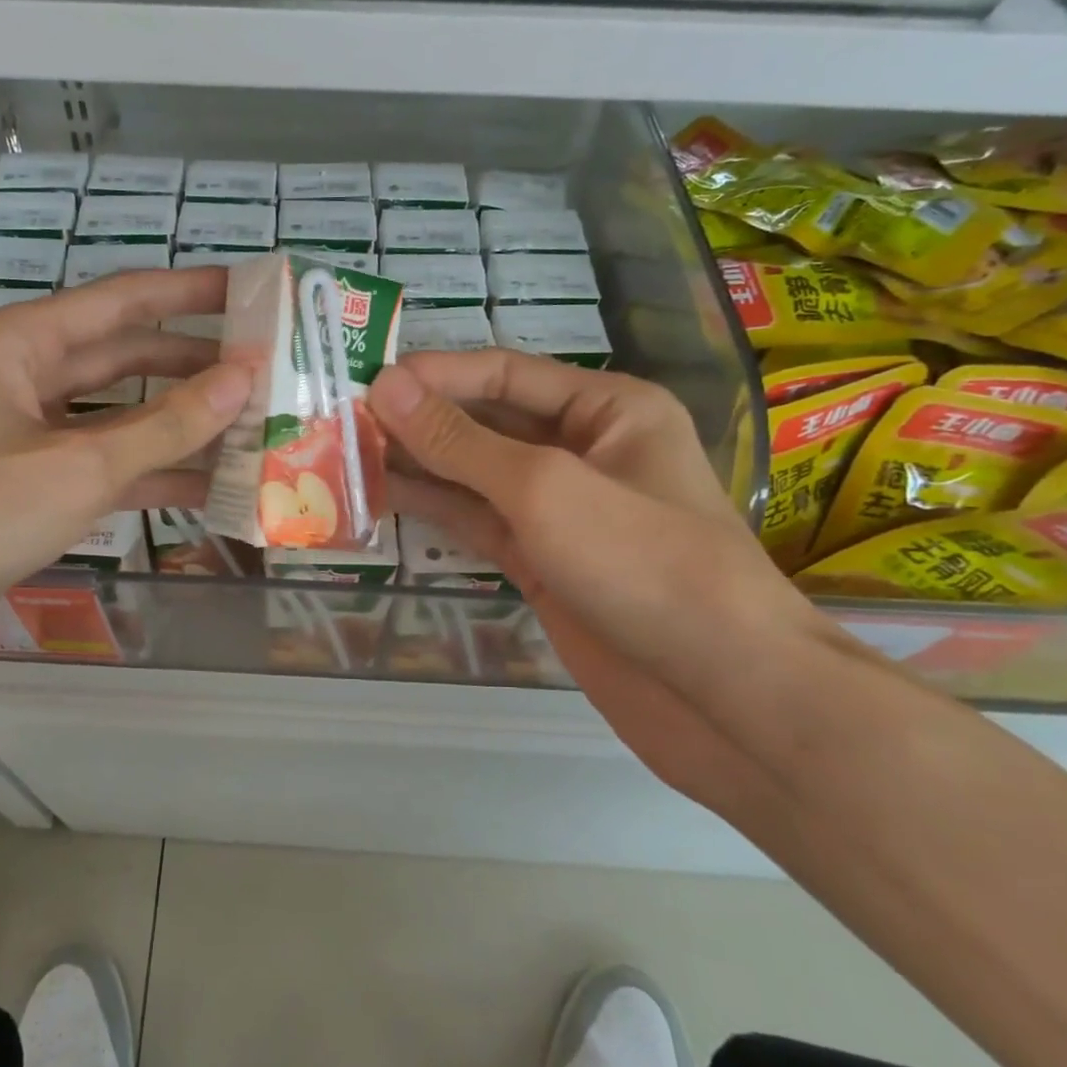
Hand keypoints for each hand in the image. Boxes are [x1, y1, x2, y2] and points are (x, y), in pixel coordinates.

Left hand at [0, 268, 248, 717]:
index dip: (191, 291)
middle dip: (195, 365)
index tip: (254, 290)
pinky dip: (150, 478)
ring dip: (180, 428)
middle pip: (125, 360)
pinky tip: (207, 490)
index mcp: (21, 345)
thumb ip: (167, 425)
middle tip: (269, 373)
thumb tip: (245, 378)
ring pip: (118, 421)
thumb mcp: (77, 466)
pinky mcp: (26, 495)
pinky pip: (102, 471)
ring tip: (254, 431)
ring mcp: (24, 442)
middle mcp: (22, 382)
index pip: (123, 300)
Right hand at [369, 351, 831, 803]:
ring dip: (419, 464)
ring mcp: (561, 511)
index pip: (505, 372)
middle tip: (345, 418)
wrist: (721, 693)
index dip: (436, 374)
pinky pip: (479, 522)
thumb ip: (460, 439)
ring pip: (476, 475)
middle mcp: (584, 450)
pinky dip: (436, 509)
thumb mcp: (544, 487)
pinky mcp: (543, 562)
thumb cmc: (643, 563)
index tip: (367, 381)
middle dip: (421, 419)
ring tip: (348, 454)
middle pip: (487, 421)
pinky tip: (384, 497)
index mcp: (607, 409)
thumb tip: (386, 386)